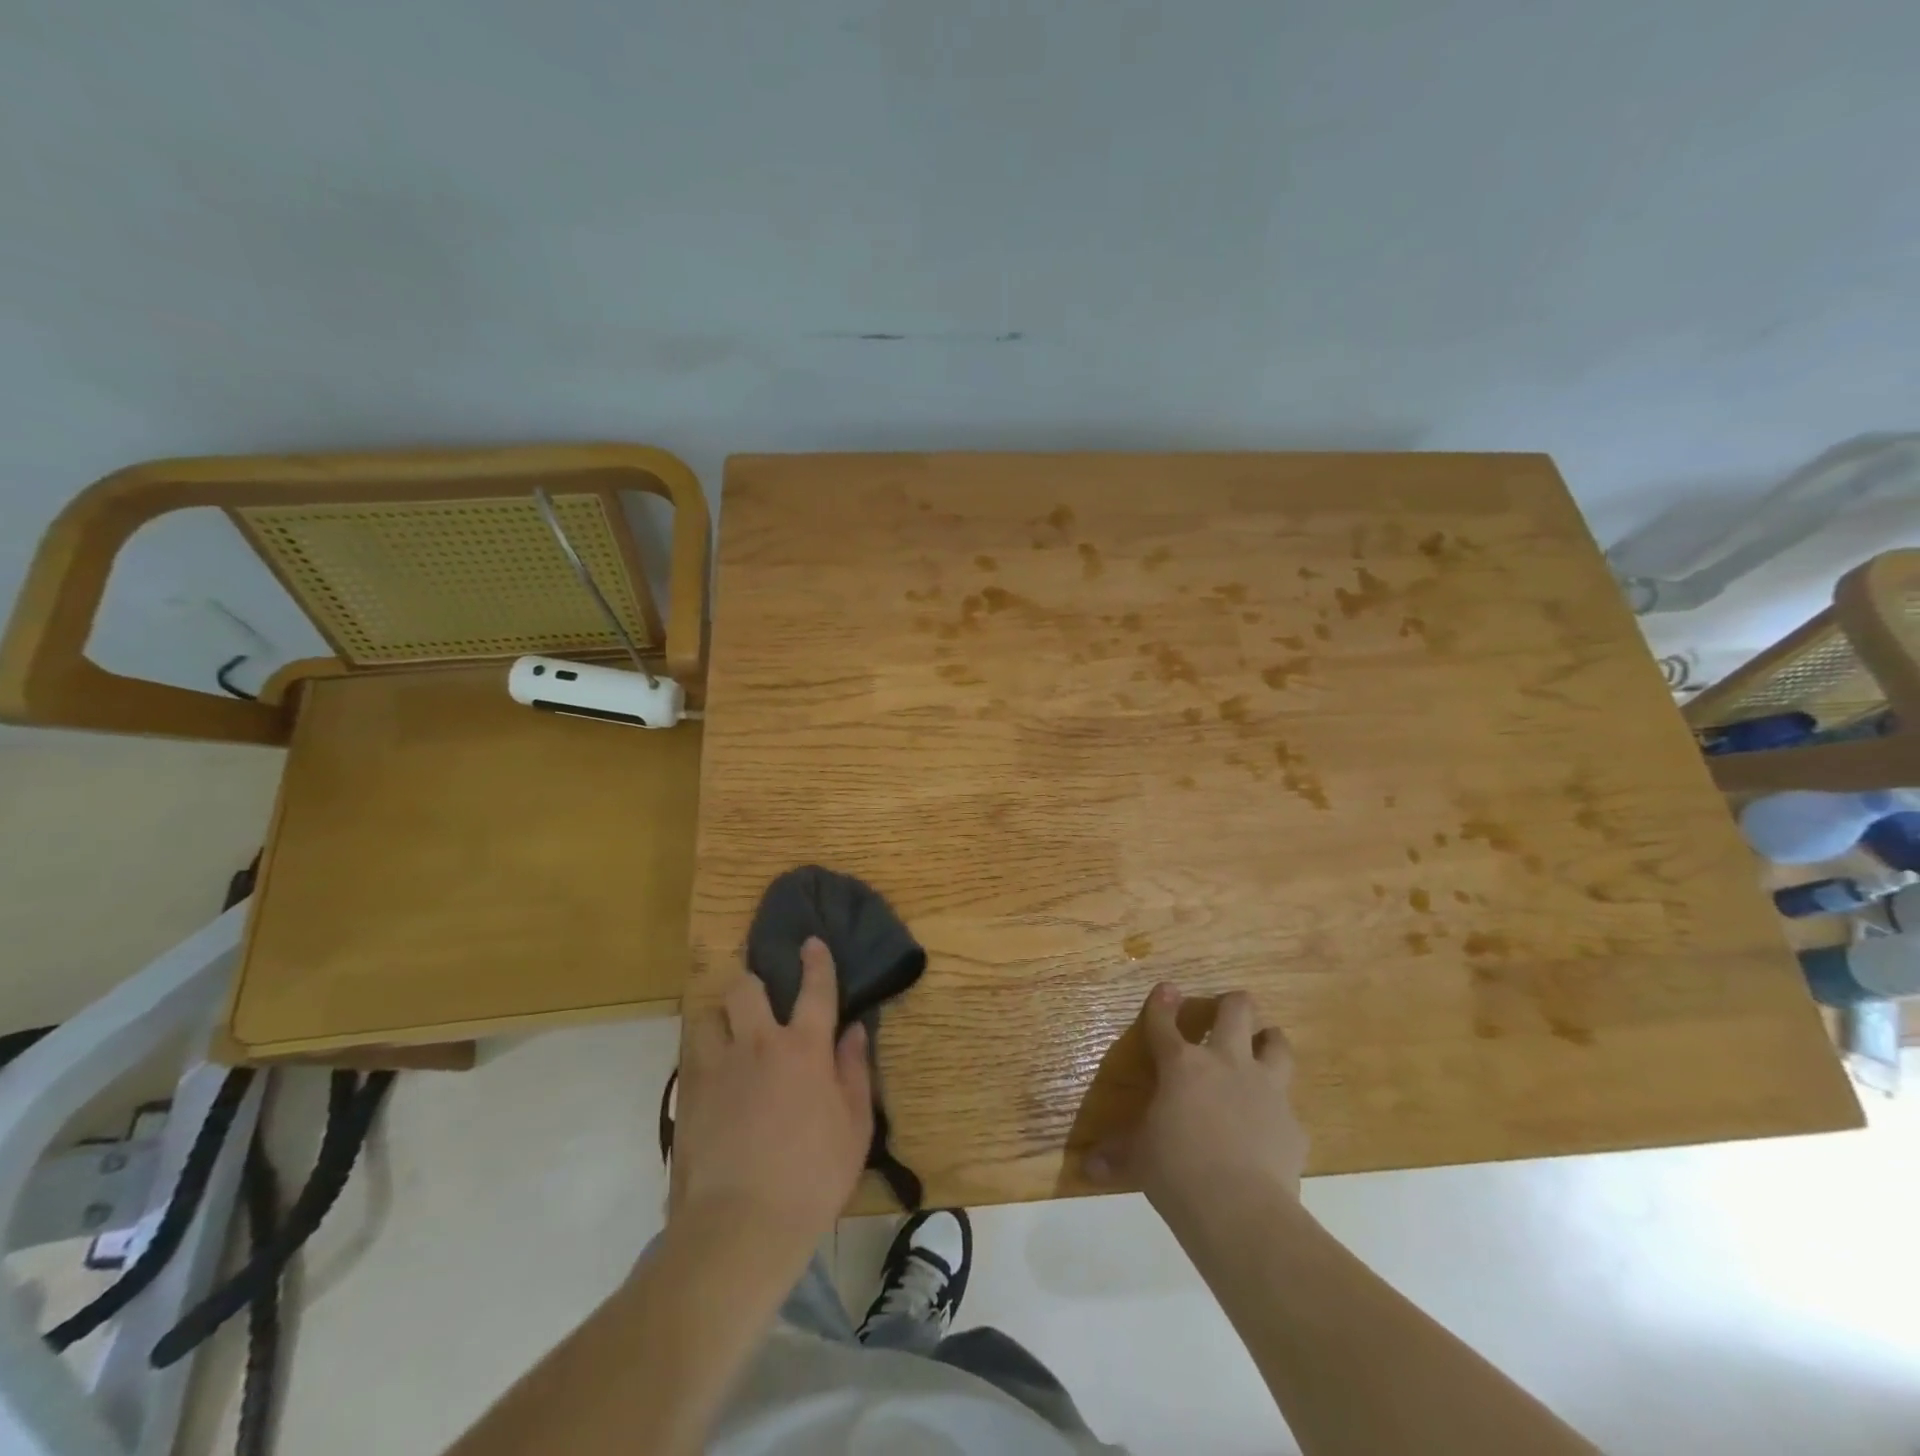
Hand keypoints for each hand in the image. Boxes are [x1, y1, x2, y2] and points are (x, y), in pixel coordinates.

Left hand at [672, 938, 873, 1251]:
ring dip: (721, 1016)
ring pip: (709, 1015)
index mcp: (803, 1049)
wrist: (741, 1226)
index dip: (816, 962)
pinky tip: (714, 1073)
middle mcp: (757, 1045)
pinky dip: (704, 1052)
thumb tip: (855, 1031)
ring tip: (730, 1033)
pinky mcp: (687, 1095)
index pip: (815, 990)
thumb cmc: (813, 1176)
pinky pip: (692, 1054)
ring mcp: (717, 1067)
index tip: (812, 943)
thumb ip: (855, 1071)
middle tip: (760, 997)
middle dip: (753, 982)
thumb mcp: (854, 1126)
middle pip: (747, 989)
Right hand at [1086, 983, 1306, 1222]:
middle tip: (1226, 1012)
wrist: (1241, 1211)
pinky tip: (1272, 1125)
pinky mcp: (1293, 1123)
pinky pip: (1289, 1105)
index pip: (1165, 1023)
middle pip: (1236, 1010)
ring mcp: (1265, 1089)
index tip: (1167, 989)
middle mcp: (1226, 1064)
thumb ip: (1118, 1155)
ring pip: (1277, 1043)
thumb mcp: (1140, 1160)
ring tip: (1263, 1045)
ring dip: (1268, 1041)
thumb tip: (1088, 1167)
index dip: (1163, 1003)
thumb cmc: (1177, 1172)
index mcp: (1182, 1066)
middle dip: (1231, 1004)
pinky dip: (1280, 1110)